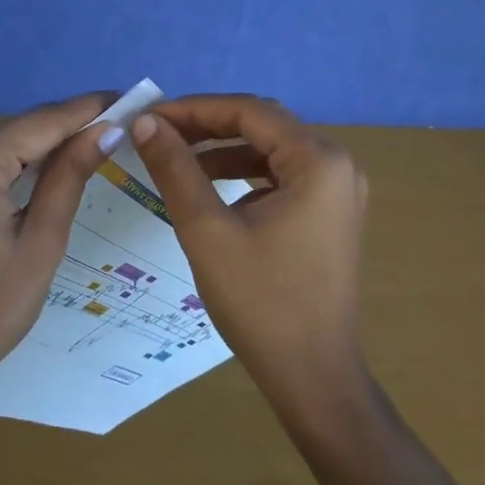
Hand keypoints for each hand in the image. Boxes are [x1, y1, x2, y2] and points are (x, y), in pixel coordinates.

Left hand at [0, 93, 121, 412]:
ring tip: (56, 166)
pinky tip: (0, 197)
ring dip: (14, 155)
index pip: (38, 123)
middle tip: (98, 137)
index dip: (83, 110)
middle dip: (51, 136)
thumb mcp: (41, 244)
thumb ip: (69, 177)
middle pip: (5, 134)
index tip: (120, 99)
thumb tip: (106, 130)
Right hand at [130, 94, 367, 402]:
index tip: (149, 117)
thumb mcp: (207, 230)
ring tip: (175, 160)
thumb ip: (175, 169)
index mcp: (319, 161)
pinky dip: (244, 176)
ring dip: (223, 151)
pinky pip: (282, 178)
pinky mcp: (330, 215)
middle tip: (157, 134)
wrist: (312, 375)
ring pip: (272, 152)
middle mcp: (338, 166)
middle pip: (264, 126)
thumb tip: (145, 123)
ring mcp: (339, 192)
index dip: (194, 109)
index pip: (250, 111)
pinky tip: (210, 189)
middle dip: (208, 127)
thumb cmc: (260, 302)